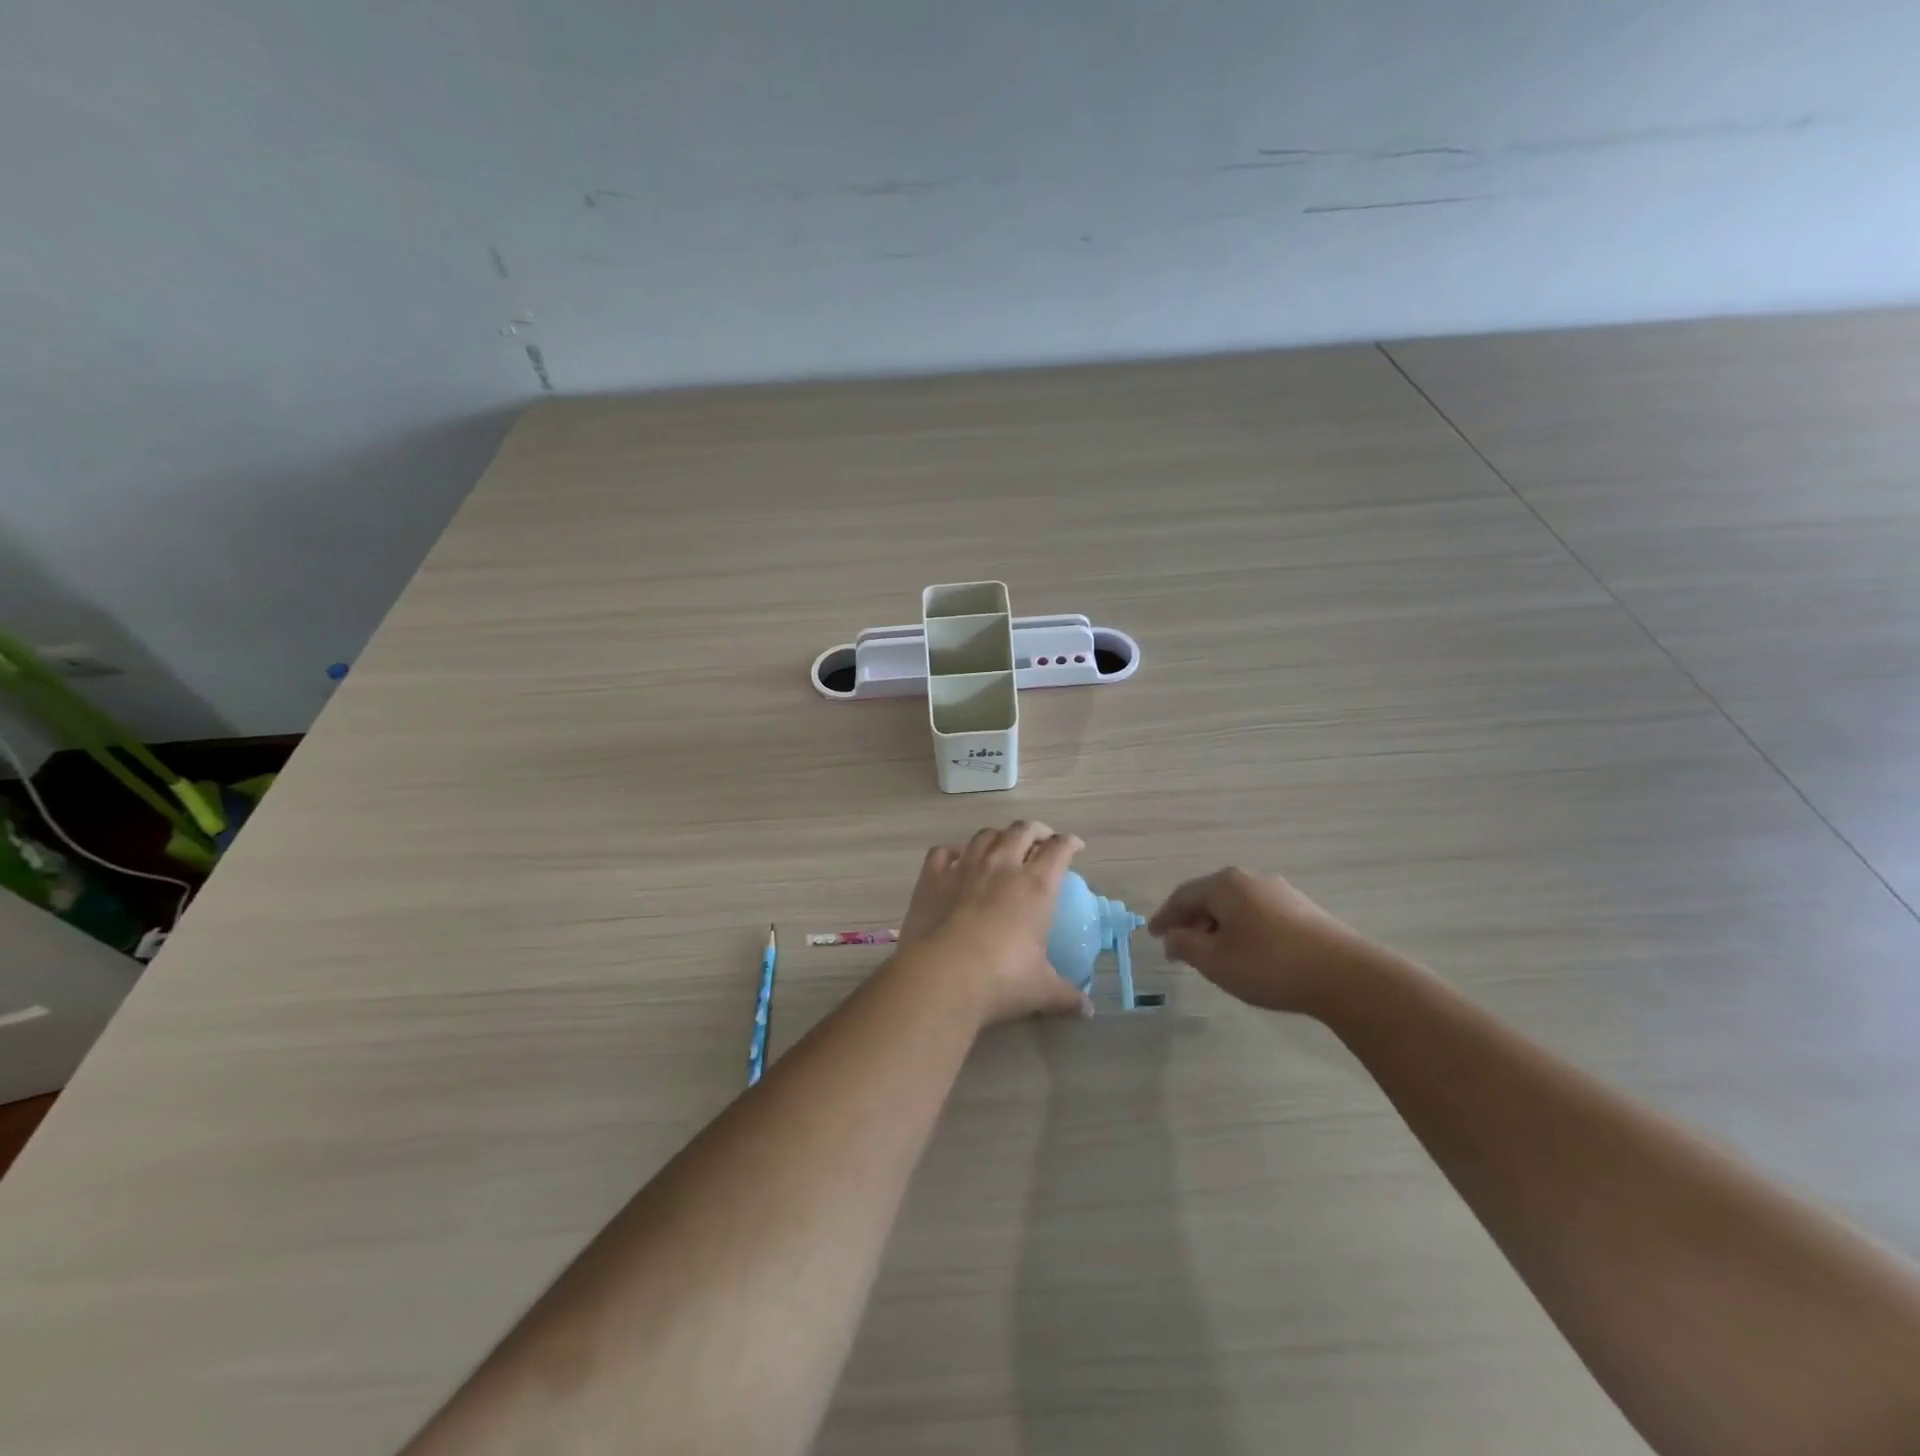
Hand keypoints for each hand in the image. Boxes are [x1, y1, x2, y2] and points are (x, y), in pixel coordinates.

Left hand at [896, 822, 1091, 1026]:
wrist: (941, 977)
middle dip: (1035, 831)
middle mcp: (1002, 866)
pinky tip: (955, 859)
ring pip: (984, 835)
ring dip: (997, 836)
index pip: (1059, 849)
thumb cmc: (1000, 980)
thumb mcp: (1041, 990)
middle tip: (1041, 841)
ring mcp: (964, 867)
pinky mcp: (932, 877)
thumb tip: (1087, 1010)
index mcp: (1035, 886)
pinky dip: (952, 851)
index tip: (1074, 847)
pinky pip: (942, 851)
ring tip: (1002, 846)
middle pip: (1022, 830)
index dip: (1069, 843)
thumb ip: (1066, 995)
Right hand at [1148, 867, 1370, 1014]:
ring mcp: (1280, 891)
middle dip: (1191, 921)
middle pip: (1209, 897)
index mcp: (1225, 884)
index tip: (1153, 935)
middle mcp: (1250, 879)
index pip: (1183, 896)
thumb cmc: (1269, 965)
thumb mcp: (1216, 961)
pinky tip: (1246, 951)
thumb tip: (1172, 937)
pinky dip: (1242, 929)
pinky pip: (1257, 914)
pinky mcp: (1302, 909)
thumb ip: (1186, 946)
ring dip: (1217, 927)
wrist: (1345, 976)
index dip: (1165, 917)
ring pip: (1235, 906)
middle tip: (1179, 947)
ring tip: (1212, 953)